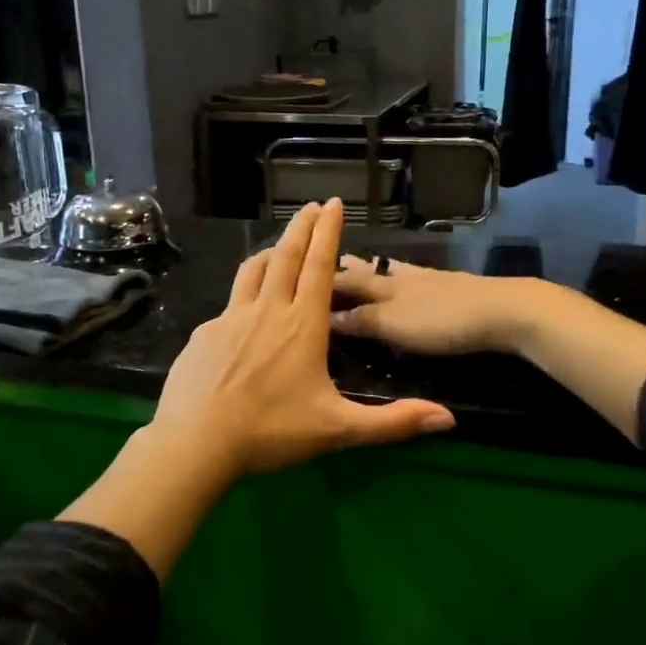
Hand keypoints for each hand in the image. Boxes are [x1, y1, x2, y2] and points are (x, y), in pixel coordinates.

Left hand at [150, 200, 455, 477]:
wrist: (196, 442)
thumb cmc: (272, 431)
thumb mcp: (339, 429)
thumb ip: (393, 422)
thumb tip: (449, 418)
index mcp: (303, 325)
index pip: (320, 266)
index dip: (329, 232)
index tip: (333, 203)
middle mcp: (268, 310)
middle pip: (286, 257)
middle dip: (301, 228)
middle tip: (310, 206)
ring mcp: (230, 318)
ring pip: (253, 272)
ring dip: (270, 252)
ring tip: (278, 245)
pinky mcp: (204, 334)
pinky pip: (229, 304)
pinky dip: (243, 293)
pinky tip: (242, 312)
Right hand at [330, 255, 539, 355]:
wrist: (503, 311)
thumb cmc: (443, 321)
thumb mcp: (395, 325)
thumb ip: (363, 320)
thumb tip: (325, 315)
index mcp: (386, 285)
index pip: (348, 280)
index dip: (327, 280)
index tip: (303, 274)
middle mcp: (403, 277)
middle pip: (371, 270)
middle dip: (349, 268)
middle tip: (330, 261)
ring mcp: (430, 280)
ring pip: (394, 270)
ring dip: (375, 269)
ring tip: (362, 264)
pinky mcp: (452, 287)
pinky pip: (414, 278)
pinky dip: (400, 277)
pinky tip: (407, 281)